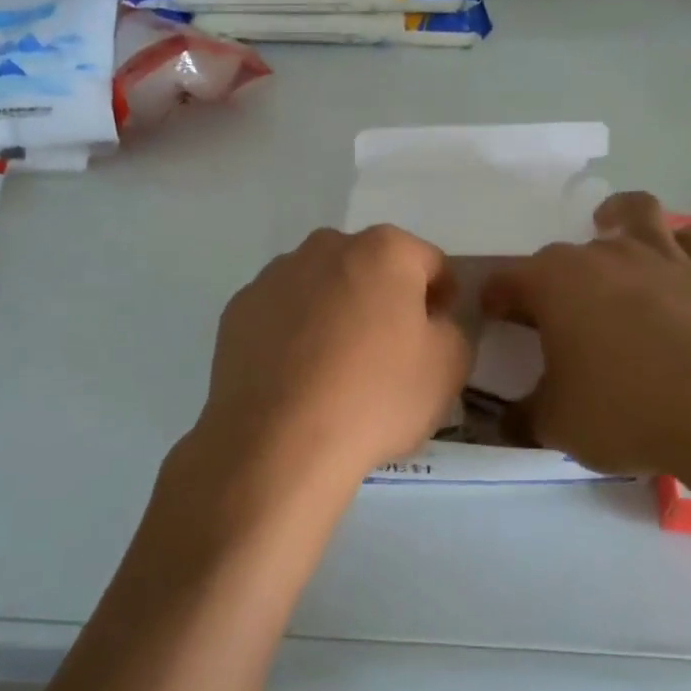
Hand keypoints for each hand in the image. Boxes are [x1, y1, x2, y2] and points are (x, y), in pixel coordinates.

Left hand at [160, 225, 470, 547]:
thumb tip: (429, 322)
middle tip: (388, 352)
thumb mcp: (449, 368)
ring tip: (336, 369)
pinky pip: (283, 313)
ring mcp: (275, 276)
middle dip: (384, 299)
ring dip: (336, 312)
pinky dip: (294, 333)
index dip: (441, 298)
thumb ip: (452, 329)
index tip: (436, 335)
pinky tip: (297, 377)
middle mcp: (327, 247)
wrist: (278, 444)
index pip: (429, 263)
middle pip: (371, 267)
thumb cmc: (375, 397)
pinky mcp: (238, 309)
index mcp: (384, 250)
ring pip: (322, 287)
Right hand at [481, 192, 690, 482]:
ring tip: (612, 234)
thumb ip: (522, 417)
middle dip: (548, 279)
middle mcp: (602, 256)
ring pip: (635, 213)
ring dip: (618, 219)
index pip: (506, 281)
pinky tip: (680, 260)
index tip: (493, 318)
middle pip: (561, 255)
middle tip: (552, 317)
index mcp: (552, 283)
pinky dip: (686, 244)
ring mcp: (660, 257)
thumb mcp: (556, 425)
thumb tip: (505, 420)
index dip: (494, 299)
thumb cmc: (625, 411)